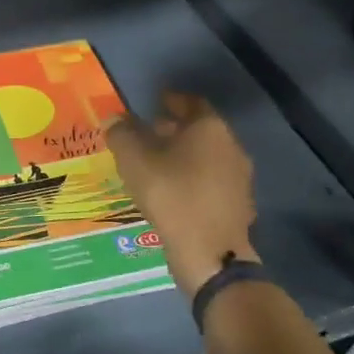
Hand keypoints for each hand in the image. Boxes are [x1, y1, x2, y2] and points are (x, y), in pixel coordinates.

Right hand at [106, 91, 257, 295]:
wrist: (210, 252)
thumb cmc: (171, 195)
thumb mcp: (134, 161)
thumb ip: (122, 135)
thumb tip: (114, 119)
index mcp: (209, 128)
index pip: (191, 102)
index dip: (171, 100)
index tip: (154, 102)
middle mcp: (231, 146)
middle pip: (201, 129)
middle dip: (175, 128)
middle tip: (149, 132)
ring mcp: (239, 176)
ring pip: (208, 156)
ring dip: (185, 155)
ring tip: (158, 164)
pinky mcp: (239, 204)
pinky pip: (212, 181)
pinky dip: (194, 178)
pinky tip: (174, 192)